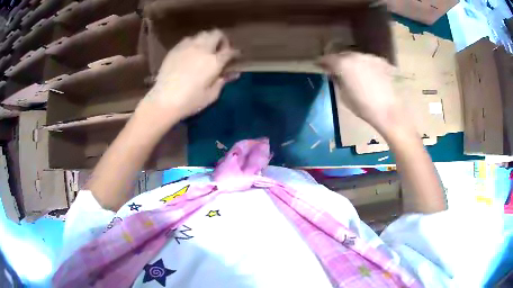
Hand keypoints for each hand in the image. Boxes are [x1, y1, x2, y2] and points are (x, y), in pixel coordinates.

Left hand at [140, 29, 238, 123]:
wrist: (163, 101)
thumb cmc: (190, 101)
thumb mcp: (211, 95)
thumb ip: (223, 81)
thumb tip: (233, 73)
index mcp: (214, 62)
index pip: (230, 51)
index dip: (235, 53)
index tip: (235, 57)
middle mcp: (202, 49)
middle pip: (217, 34)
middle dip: (222, 40)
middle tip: (220, 50)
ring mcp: (187, 47)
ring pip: (202, 34)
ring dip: (207, 40)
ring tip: (205, 50)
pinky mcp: (175, 49)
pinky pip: (188, 39)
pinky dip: (194, 43)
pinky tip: (191, 53)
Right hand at [318, 52, 405, 133]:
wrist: (387, 110)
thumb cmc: (362, 106)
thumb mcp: (343, 96)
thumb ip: (337, 81)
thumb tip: (333, 74)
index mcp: (342, 64)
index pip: (327, 58)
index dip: (322, 62)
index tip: (319, 65)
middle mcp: (355, 56)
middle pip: (342, 55)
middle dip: (337, 61)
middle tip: (335, 69)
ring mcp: (369, 57)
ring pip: (355, 56)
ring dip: (351, 62)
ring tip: (352, 71)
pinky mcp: (380, 61)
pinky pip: (367, 61)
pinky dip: (363, 65)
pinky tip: (366, 74)